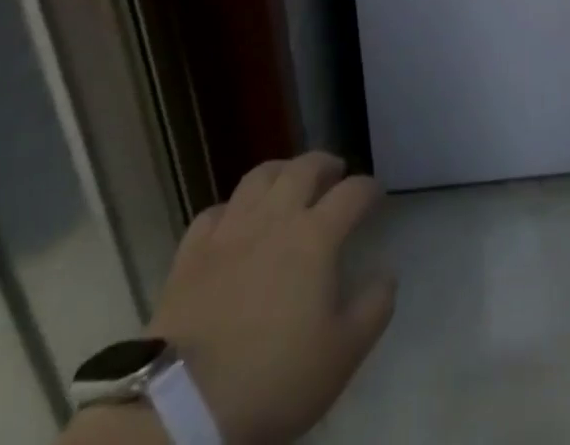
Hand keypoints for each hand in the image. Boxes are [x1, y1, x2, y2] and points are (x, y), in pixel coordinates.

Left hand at [148, 152, 394, 444]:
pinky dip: (232, 208)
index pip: (352, 193)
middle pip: (305, 168)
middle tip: (335, 172)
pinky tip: (235, 221)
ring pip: (259, 177)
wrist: (182, 405)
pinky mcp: (191, 251)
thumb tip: (387, 274)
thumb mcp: (341, 356)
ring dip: (281, 171)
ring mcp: (230, 230)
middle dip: (325, 164)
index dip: (369, 188)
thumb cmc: (272, 379)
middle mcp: (276, 217)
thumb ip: (373, 309)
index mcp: (316, 236)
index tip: (376, 194)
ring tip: (289, 181)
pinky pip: (215, 211)